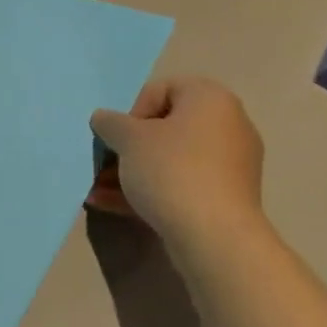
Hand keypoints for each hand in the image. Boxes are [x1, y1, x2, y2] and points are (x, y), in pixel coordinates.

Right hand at [88, 77, 265, 249]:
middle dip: (127, 147)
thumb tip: (104, 119)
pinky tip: (109, 205)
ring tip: (97, 189)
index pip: (161, 89)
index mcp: (210, 99)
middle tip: (104, 163)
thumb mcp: (128, 139)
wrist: (214, 237)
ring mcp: (229, 165)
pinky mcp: (224, 199)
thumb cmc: (171, 170)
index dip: (132, 110)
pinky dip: (149, 191)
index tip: (118, 136)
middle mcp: (227, 125)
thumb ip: (110, 122)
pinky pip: (180, 185)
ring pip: (169, 160)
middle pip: (165, 128)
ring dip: (131, 172)